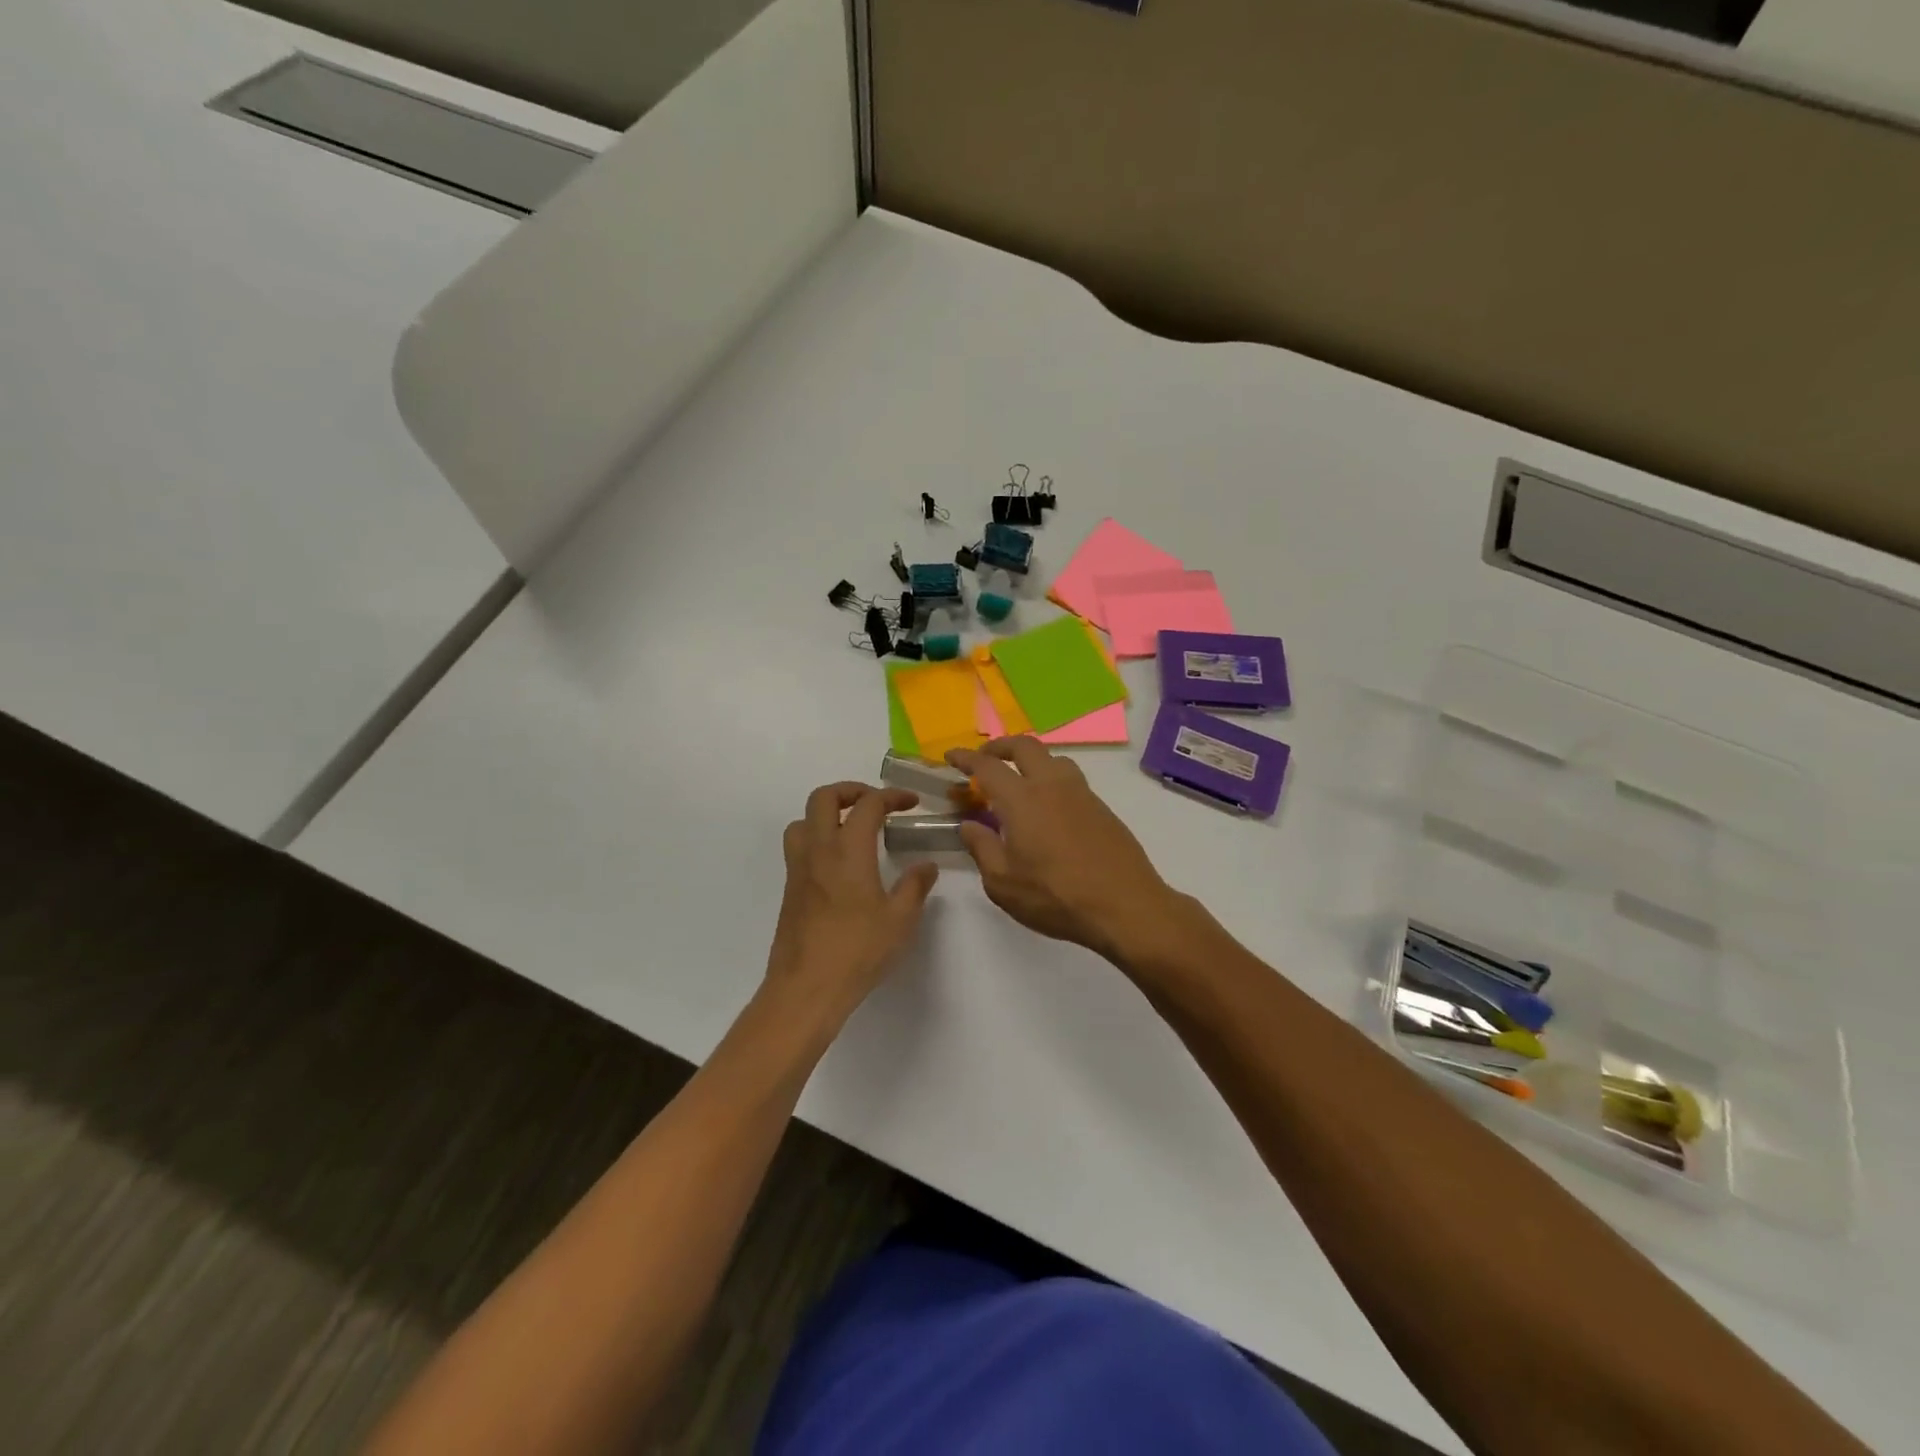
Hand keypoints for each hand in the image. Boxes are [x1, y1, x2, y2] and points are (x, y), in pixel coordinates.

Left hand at [766, 783, 938, 1028]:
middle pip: (824, 797)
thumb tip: (926, 866)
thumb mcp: (900, 920)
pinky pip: (799, 847)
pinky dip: (818, 839)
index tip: (912, 803)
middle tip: (876, 804)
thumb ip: (915, 886)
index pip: (868, 804)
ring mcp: (798, 869)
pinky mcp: (790, 889)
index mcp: (848, 850)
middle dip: (851, 791)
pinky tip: (840, 866)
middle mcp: (818, 850)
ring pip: (803, 820)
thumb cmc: (857, 951)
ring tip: (852, 830)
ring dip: (827, 814)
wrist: (806, 988)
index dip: (892, 796)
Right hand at [946, 738, 1178, 960]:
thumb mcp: (1003, 883)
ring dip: (1030, 759)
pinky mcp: (1102, 808)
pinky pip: (1071, 779)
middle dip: (1000, 746)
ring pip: (1053, 758)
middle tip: (984, 759)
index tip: (951, 756)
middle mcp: (1052, 785)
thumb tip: (969, 825)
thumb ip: (982, 848)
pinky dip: (1051, 779)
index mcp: (1022, 799)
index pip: (988, 766)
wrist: (1125, 906)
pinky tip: (1047, 808)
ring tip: (1018, 781)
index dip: (966, 757)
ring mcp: (1082, 794)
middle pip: (1025, 746)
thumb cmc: (1056, 897)